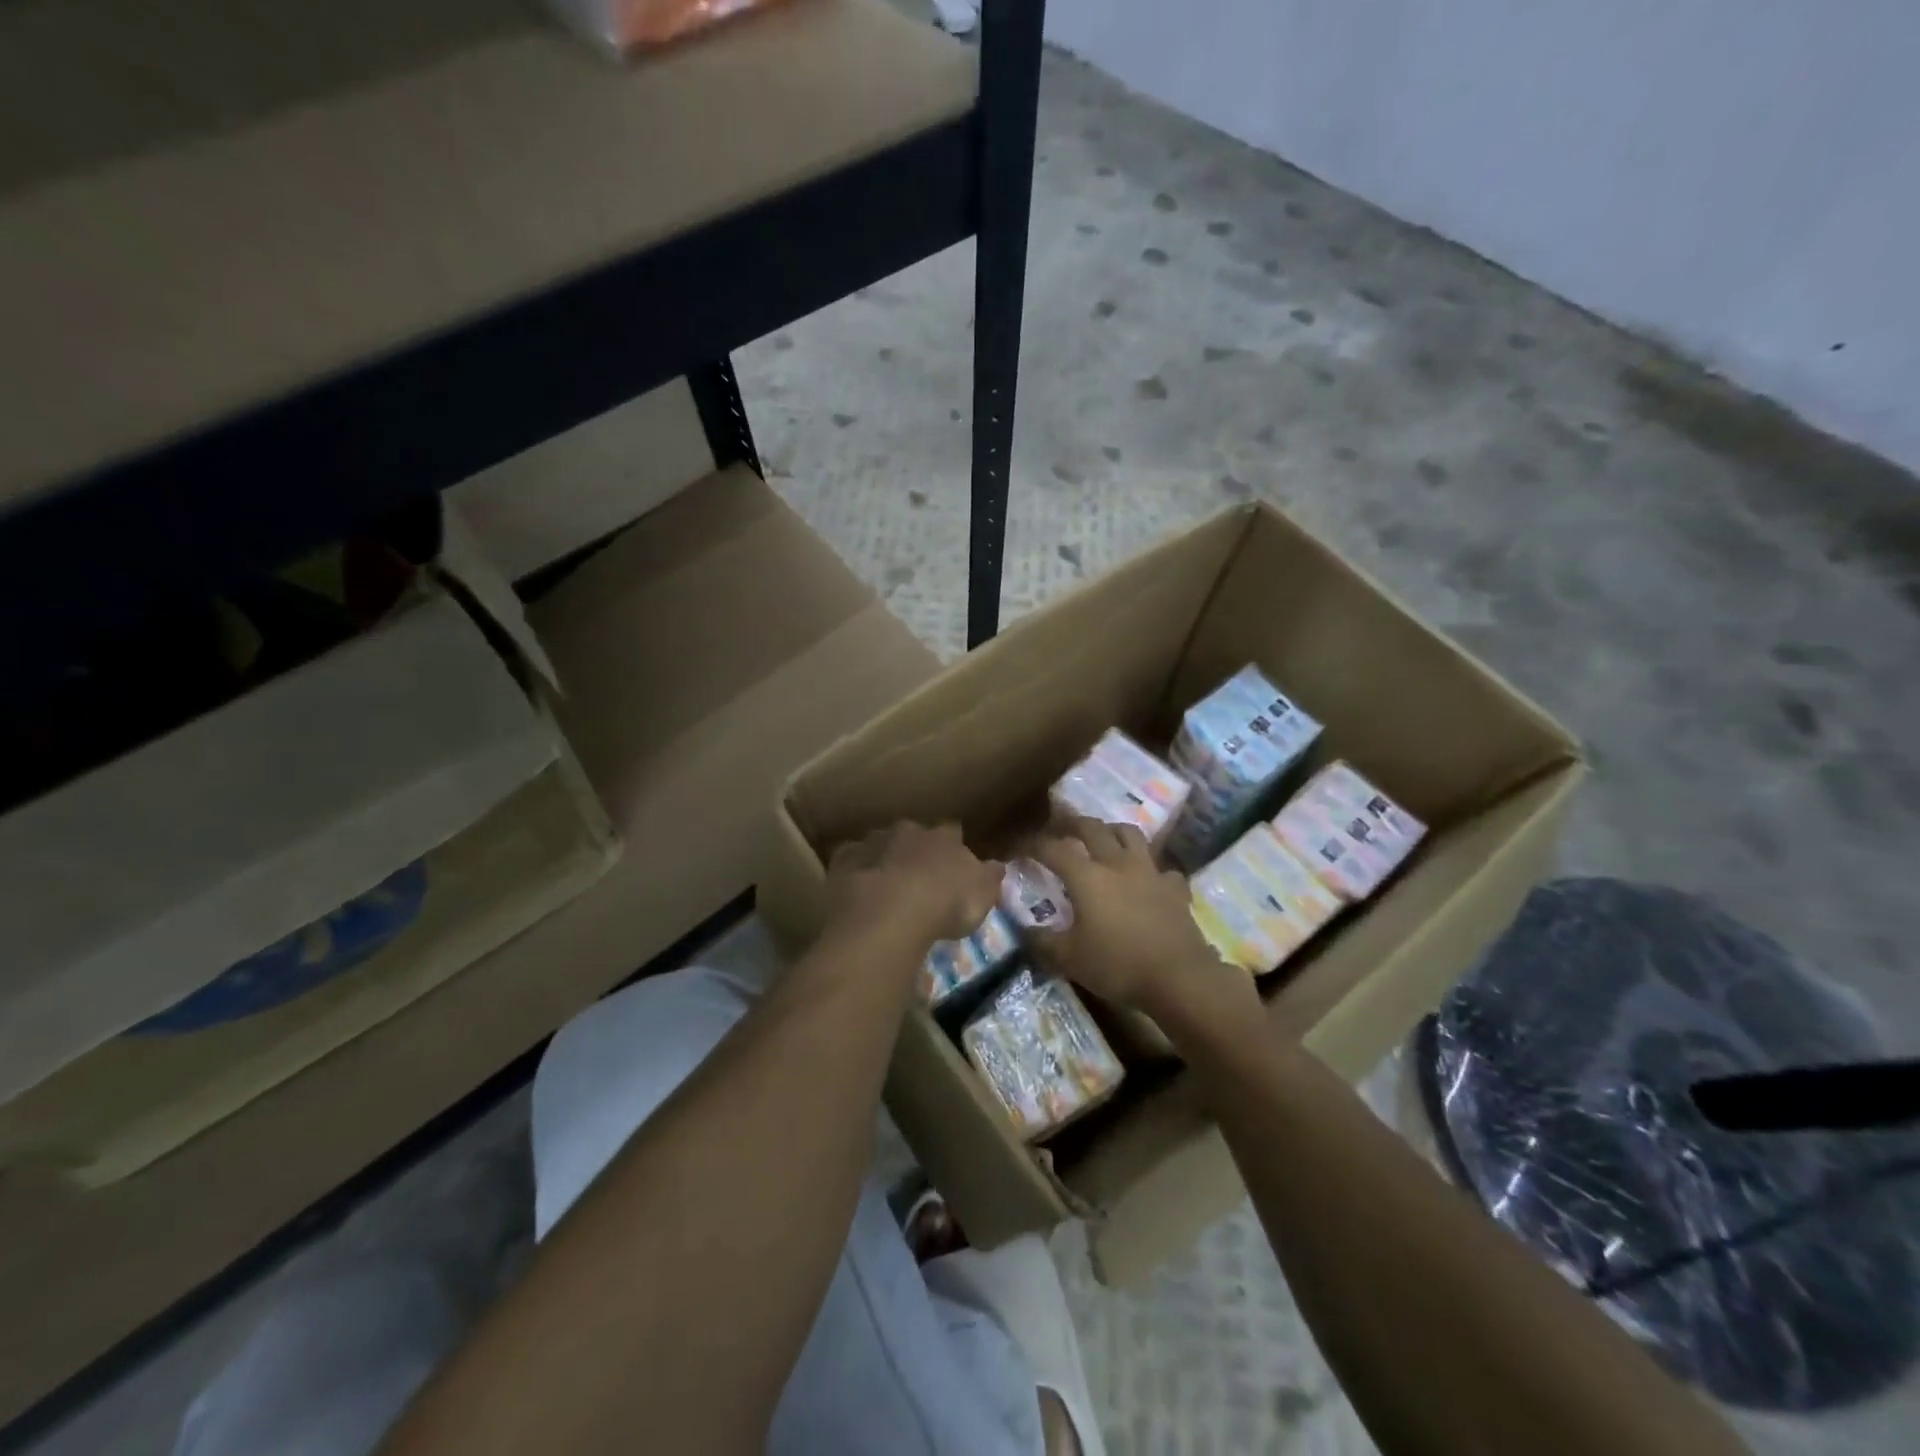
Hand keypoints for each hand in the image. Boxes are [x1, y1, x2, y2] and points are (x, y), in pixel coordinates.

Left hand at [824, 822, 1002, 954]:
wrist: (889, 913)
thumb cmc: (944, 904)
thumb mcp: (982, 896)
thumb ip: (989, 878)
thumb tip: (996, 866)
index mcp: (944, 837)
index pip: (953, 831)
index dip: (953, 846)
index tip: (953, 863)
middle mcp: (908, 831)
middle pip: (913, 834)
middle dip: (914, 850)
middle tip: (917, 876)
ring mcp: (873, 842)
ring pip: (880, 844)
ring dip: (883, 859)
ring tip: (885, 886)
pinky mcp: (844, 860)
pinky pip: (851, 860)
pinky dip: (855, 870)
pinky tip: (857, 889)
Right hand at [1031, 818, 1256, 1027]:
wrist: (1179, 978)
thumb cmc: (1118, 965)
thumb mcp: (1069, 959)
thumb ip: (1042, 941)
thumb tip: (1023, 928)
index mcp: (1087, 877)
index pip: (1054, 849)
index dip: (1033, 845)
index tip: (1020, 848)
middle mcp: (1117, 864)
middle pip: (1092, 828)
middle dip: (1072, 823)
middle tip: (1060, 826)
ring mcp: (1150, 872)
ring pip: (1130, 835)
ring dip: (1112, 831)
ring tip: (1104, 838)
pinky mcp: (1175, 889)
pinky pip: (1161, 869)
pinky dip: (1150, 870)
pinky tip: (1147, 881)